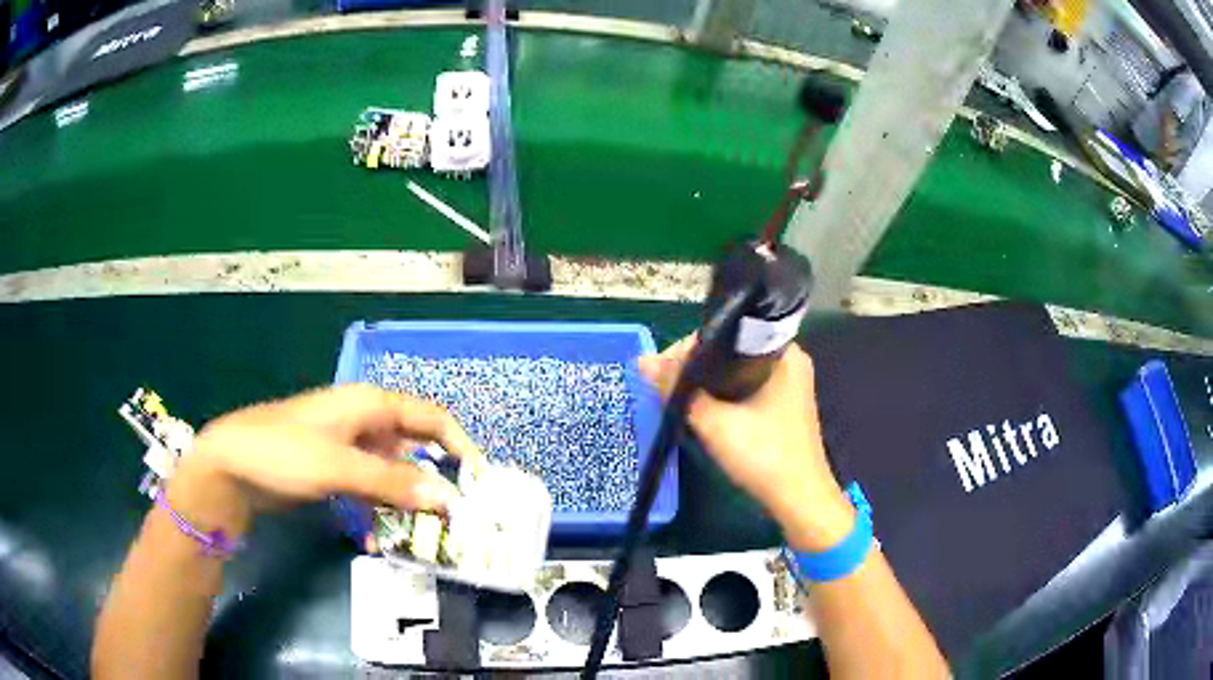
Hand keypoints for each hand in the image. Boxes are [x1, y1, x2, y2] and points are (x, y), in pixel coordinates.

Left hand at [166, 385, 481, 539]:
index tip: (480, 483)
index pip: (430, 418)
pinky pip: (368, 490)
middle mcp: (363, 423)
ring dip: (407, 502)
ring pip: (392, 474)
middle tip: (457, 518)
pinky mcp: (332, 472)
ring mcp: (347, 449)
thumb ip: (394, 483)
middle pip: (413, 447)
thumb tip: (449, 498)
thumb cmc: (284, 453)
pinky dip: (377, 511)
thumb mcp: (340, 468)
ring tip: (425, 536)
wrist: (229, 466)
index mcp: (369, 405)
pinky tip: (377, 538)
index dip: (459, 445)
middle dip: (435, 480)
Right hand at [639, 335, 854, 550]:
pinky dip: (722, 396)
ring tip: (676, 398)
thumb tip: (641, 361)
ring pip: (735, 373)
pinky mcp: (783, 405)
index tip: (660, 372)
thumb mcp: (715, 423)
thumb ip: (678, 390)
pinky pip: (745, 388)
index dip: (686, 349)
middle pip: (728, 352)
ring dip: (706, 385)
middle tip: (663, 388)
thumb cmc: (764, 456)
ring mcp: (788, 384)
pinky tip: (701, 409)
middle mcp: (789, 360)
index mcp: (782, 353)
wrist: (799, 500)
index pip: (725, 334)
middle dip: (694, 369)